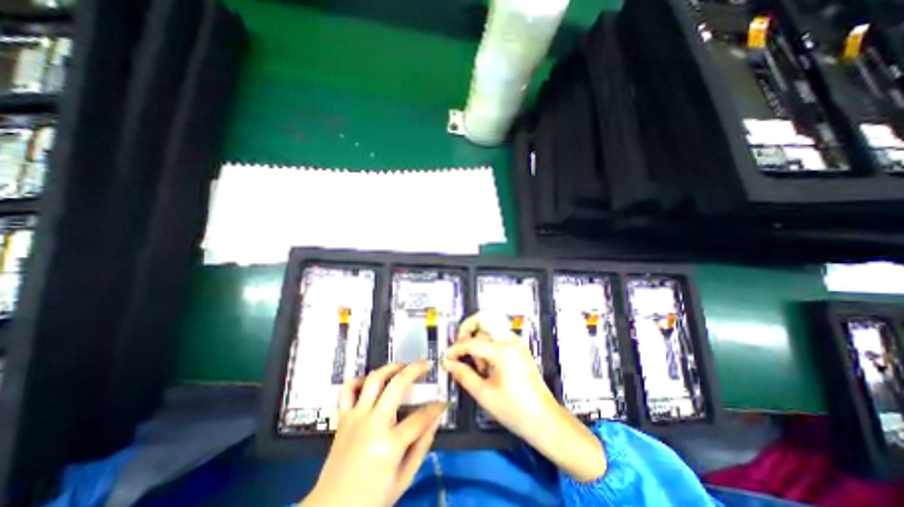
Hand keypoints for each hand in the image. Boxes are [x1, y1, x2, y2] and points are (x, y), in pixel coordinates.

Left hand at [300, 363, 446, 505]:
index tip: (443, 402)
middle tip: (426, 365)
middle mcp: (373, 423)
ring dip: (391, 367)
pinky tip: (371, 382)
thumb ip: (422, 446)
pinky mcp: (343, 417)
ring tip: (403, 367)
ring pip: (374, 379)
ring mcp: (356, 417)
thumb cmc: (371, 499)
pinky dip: (359, 380)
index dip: (436, 407)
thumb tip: (436, 420)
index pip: (420, 417)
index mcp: (390, 444)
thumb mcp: (404, 479)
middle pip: (397, 385)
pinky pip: (348, 389)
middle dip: (416, 370)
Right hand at [441, 312, 559, 434]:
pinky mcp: (520, 348)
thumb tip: (448, 363)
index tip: (446, 358)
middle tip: (460, 351)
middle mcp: (511, 341)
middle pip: (483, 323)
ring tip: (479, 367)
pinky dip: (488, 345)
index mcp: (503, 351)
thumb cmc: (515, 410)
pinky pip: (498, 337)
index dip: (455, 349)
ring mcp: (517, 343)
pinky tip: (488, 365)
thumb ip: (464, 375)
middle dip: (467, 334)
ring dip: (479, 341)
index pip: (472, 342)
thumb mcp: (485, 395)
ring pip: (490, 329)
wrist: (546, 421)